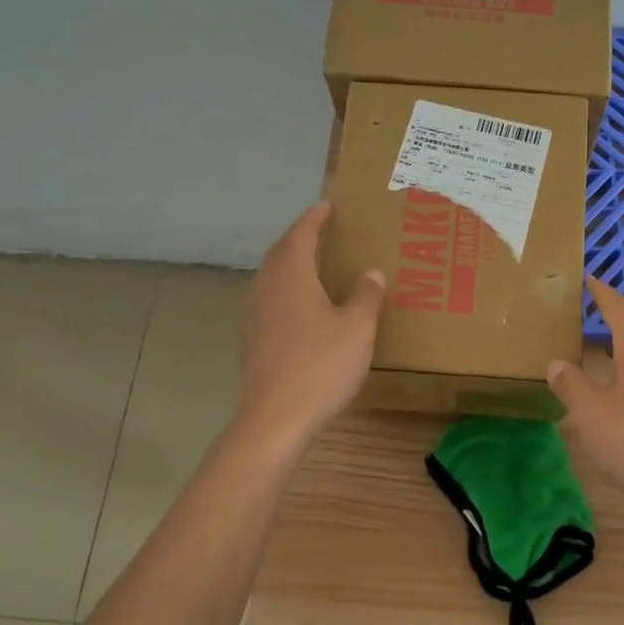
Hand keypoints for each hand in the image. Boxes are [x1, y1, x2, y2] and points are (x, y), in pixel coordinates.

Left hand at [238, 204, 384, 444]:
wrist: (275, 418)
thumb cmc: (320, 366)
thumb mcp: (357, 329)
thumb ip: (366, 296)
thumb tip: (371, 273)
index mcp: (291, 276)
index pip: (301, 235)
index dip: (314, 219)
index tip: (327, 206)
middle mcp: (267, 288)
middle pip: (280, 253)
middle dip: (299, 239)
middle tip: (321, 232)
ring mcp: (254, 315)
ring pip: (271, 277)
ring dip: (290, 265)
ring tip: (312, 265)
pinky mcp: (252, 340)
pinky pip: (269, 300)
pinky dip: (285, 291)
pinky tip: (301, 308)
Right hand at [546, 278, 623, 517]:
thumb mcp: (590, 413)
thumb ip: (571, 384)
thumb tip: (558, 364)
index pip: (618, 308)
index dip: (601, 293)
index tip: (590, 278)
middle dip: (608, 325)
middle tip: (581, 322)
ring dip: (621, 354)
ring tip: (596, 359)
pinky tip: (619, 395)